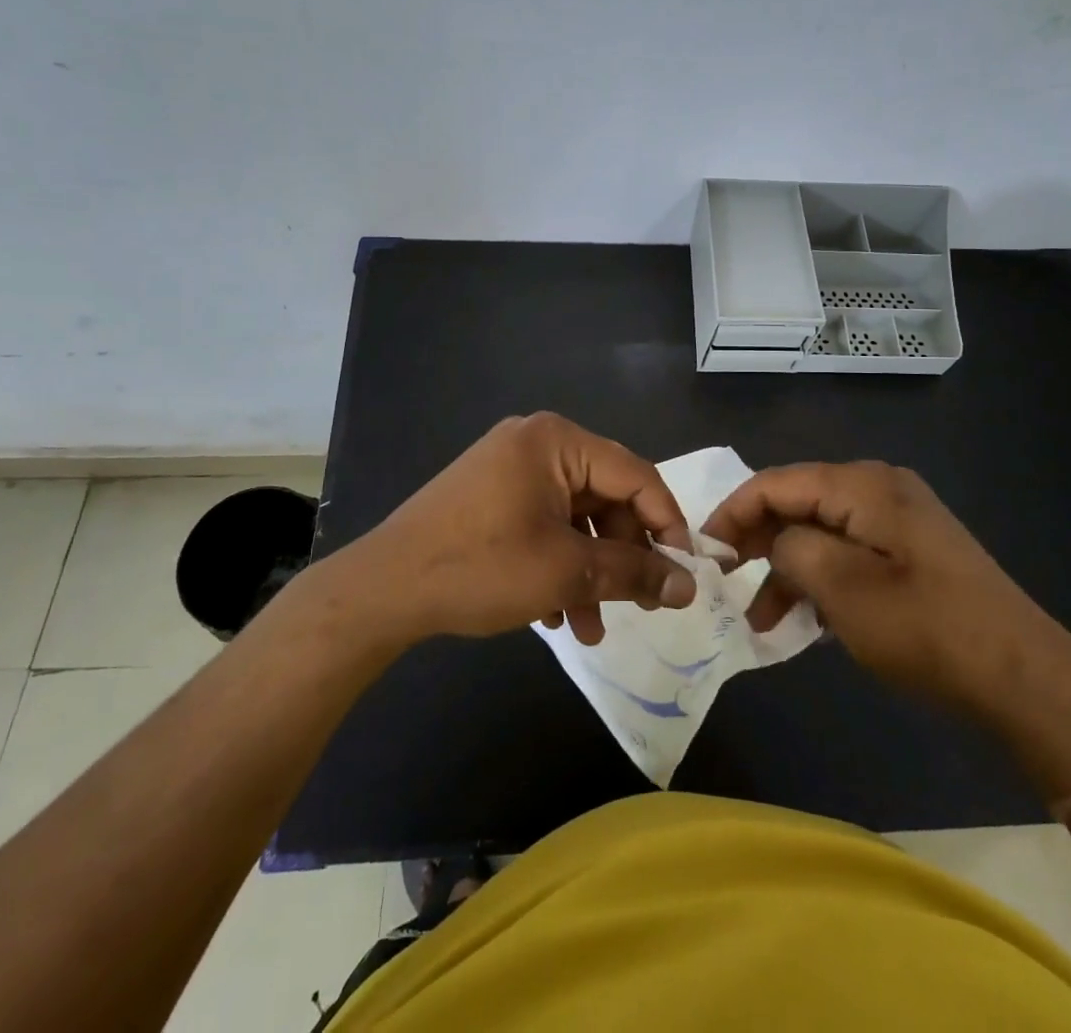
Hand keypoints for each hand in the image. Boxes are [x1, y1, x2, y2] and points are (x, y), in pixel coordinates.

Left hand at [328, 413, 695, 648]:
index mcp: (557, 441)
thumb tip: (688, 585)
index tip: (686, 571)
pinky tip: (555, 613)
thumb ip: (634, 573)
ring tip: (591, 629)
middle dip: (623, 556)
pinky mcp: (492, 495)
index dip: (667, 523)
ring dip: (589, 571)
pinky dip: (557, 564)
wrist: (382, 590)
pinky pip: (543, 523)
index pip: (635, 475)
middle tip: (641, 605)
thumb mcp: (566, 571)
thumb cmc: (480, 567)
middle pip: (604, 497)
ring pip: (574, 518)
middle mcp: (536, 443)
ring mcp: (510, 468)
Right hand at [701, 461, 1065, 715]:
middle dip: (758, 540)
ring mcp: (899, 519)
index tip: (704, 550)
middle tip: (727, 581)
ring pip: (820, 531)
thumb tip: (776, 541)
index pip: (776, 482)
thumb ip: (792, 549)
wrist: (1024, 677)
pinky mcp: (911, 550)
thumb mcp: (843, 589)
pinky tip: (804, 618)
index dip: (734, 512)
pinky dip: (820, 578)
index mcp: (862, 485)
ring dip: (787, 568)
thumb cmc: (925, 628)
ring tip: (760, 617)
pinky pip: (848, 550)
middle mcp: (879, 488)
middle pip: (798, 501)